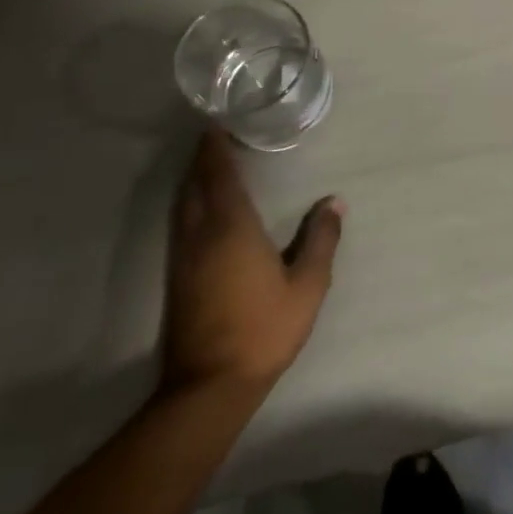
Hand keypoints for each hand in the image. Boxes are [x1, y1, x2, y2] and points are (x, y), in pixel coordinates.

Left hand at [162, 132, 344, 400]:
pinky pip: (181, 225)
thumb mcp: (308, 284)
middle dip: (203, 160)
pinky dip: (190, 204)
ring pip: (183, 207)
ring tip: (210, 166)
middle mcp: (201, 236)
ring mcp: (184, 259)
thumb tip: (334, 202)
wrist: (209, 388)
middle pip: (194, 186)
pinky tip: (202, 210)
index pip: (219, 177)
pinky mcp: (177, 280)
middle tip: (216, 137)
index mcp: (231, 229)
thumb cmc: (263, 329)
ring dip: (194, 182)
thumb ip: (320, 239)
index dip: (216, 150)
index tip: (216, 125)